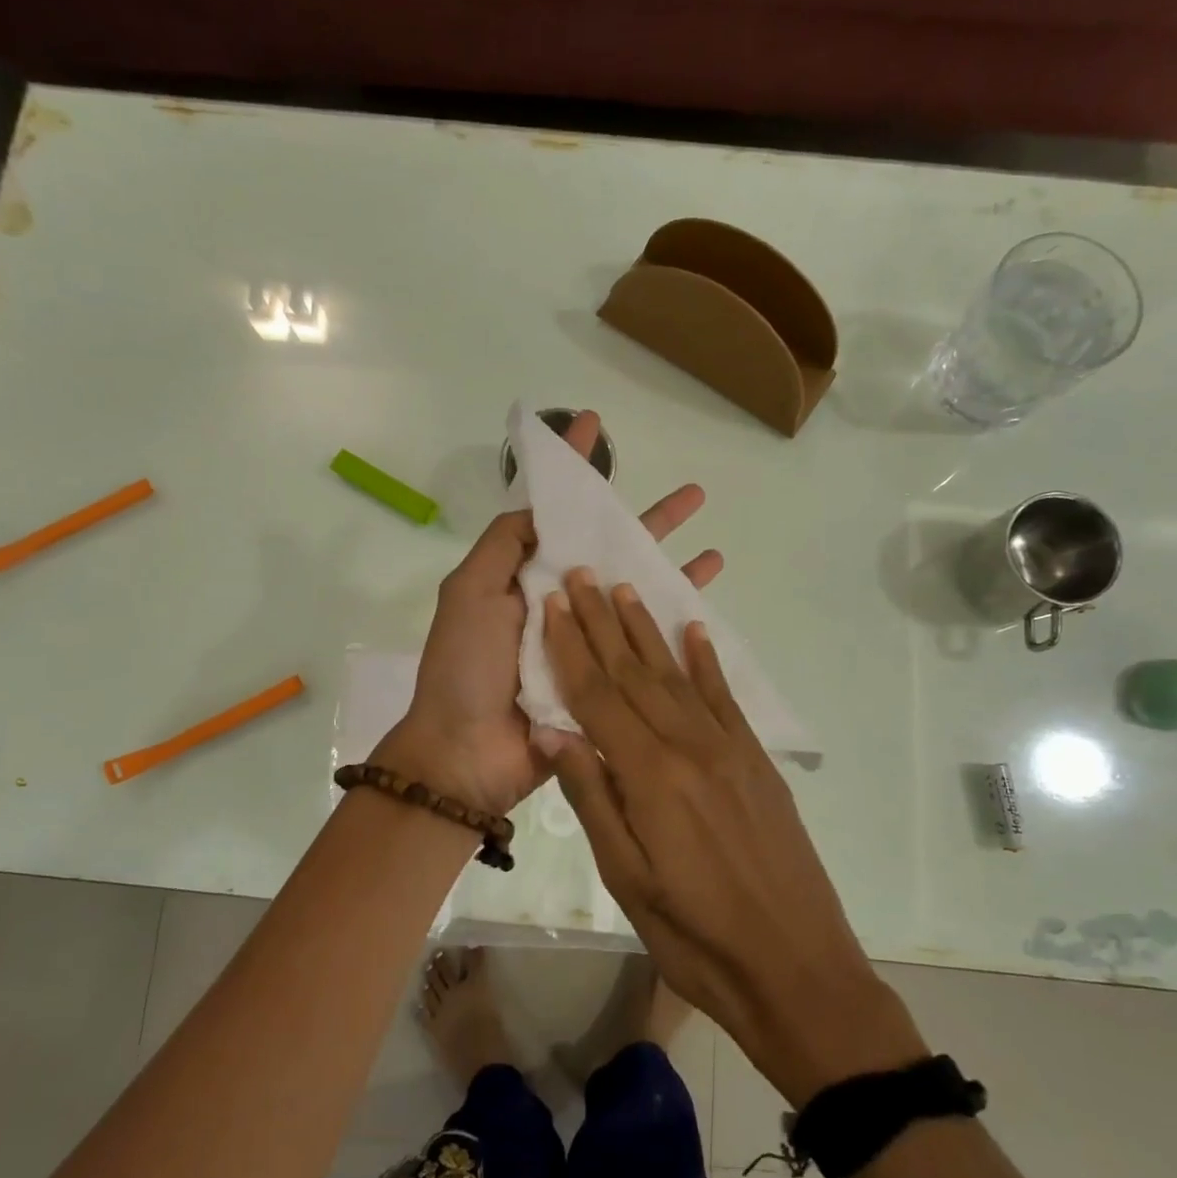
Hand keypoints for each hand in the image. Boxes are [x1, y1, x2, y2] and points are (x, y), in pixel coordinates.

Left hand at [381, 413, 722, 817]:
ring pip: (635, 588)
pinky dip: (675, 615)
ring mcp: (586, 638)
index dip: (575, 471)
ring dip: (671, 561)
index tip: (592, 423)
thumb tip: (540, 506)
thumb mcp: (469, 592)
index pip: (556, 513)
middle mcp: (559, 601)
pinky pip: (646, 638)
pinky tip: (706, 595)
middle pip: (608, 548)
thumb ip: (503, 545)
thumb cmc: (465, 667)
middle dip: (645, 518)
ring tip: (711, 534)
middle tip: (694, 494)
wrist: (469, 754)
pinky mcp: (608, 676)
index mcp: (524, 577)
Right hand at [542, 569, 927, 1105]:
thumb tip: (552, 731)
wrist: (797, 969)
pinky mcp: (757, 762)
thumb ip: (591, 796)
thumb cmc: (696, 937)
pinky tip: (696, 631)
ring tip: (626, 588)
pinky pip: (726, 699)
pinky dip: (707, 661)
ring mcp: (730, 750)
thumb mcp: (626, 879)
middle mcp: (690, 747)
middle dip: (603, 621)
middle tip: (582, 574)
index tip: (552, 602)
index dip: (571, 647)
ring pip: (678, 676)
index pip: (598, 696)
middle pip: (635, 673)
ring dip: (648, 630)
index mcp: (650, 776)